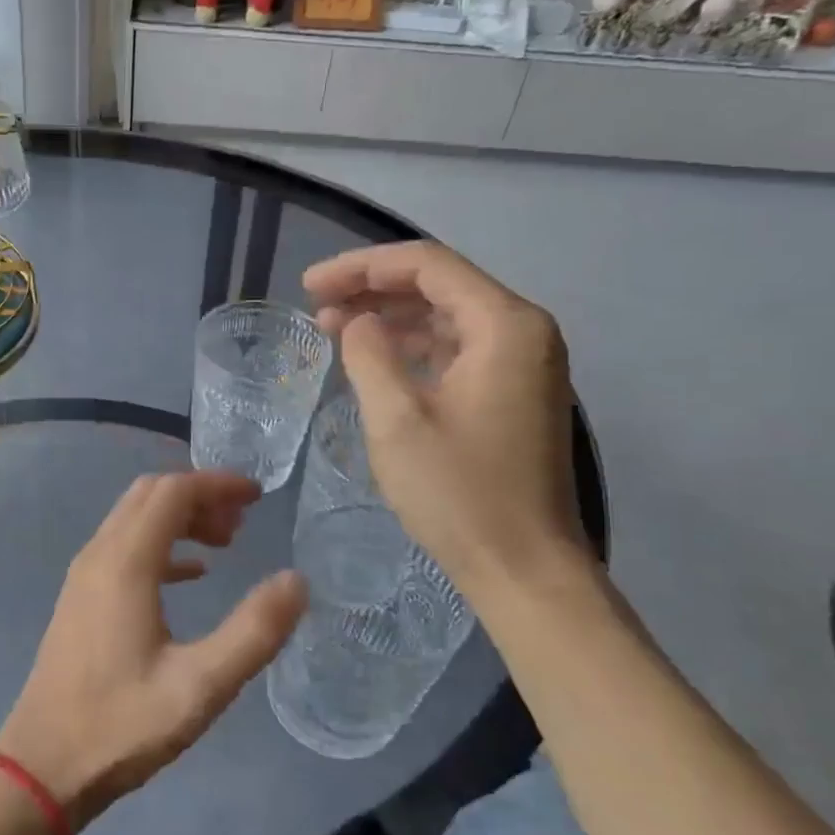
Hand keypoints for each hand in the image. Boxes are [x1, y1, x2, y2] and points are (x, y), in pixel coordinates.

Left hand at [0, 472, 307, 830]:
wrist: (42, 767)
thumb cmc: (122, 726)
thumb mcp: (201, 686)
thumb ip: (253, 631)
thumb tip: (296, 581)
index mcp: (126, 563)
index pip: (173, 491)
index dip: (217, 484)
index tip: (258, 497)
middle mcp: (99, 554)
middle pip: (151, 495)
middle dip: (200, 495)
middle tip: (243, 523)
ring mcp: (84, 575)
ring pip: (135, 518)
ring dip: (180, 518)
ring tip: (225, 544)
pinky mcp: (80, 598)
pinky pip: (123, 547)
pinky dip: (161, 544)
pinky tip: (191, 574)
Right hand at [303, 242, 591, 598]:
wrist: (524, 569)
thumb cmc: (459, 493)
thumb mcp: (397, 420)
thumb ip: (369, 355)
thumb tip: (356, 323)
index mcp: (504, 325)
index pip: (427, 265)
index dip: (362, 266)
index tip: (310, 284)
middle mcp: (523, 332)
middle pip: (440, 286)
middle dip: (373, 289)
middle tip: (315, 303)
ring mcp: (524, 365)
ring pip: (447, 318)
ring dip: (391, 318)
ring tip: (333, 328)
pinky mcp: (514, 395)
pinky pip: (458, 351)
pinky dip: (414, 349)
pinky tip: (376, 360)